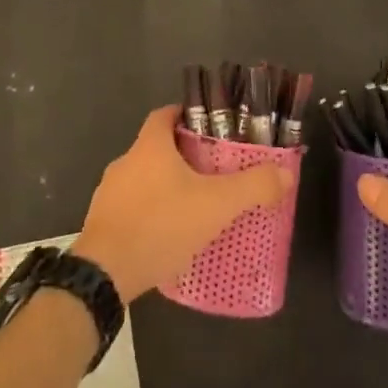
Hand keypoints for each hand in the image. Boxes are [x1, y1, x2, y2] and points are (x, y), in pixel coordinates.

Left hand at [76, 105, 291, 302]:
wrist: (105, 273)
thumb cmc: (161, 225)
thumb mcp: (216, 205)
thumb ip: (253, 187)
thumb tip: (284, 173)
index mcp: (149, 146)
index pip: (165, 114)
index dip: (185, 115)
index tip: (208, 127)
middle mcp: (125, 161)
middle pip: (156, 147)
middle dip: (183, 156)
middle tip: (213, 171)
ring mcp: (110, 192)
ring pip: (144, 179)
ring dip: (166, 186)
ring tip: (195, 205)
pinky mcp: (103, 221)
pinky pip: (133, 207)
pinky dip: (151, 212)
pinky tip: (170, 234)